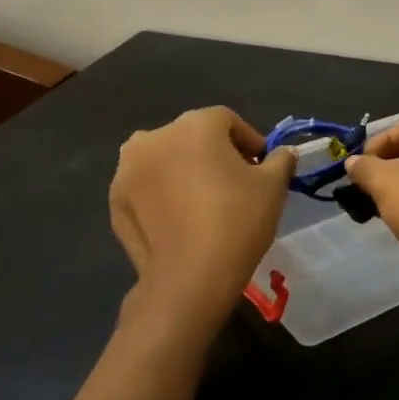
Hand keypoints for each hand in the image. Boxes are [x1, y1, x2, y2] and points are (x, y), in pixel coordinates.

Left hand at [109, 107, 294, 342]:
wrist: (190, 278)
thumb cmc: (237, 220)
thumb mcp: (273, 186)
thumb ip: (280, 160)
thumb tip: (283, 154)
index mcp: (194, 124)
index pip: (227, 120)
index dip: (249, 141)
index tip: (261, 167)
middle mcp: (154, 137)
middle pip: (192, 137)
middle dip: (214, 154)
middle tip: (235, 184)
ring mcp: (128, 170)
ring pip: (165, 161)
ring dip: (184, 171)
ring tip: (204, 203)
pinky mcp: (115, 202)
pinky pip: (147, 188)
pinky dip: (162, 195)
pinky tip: (180, 220)